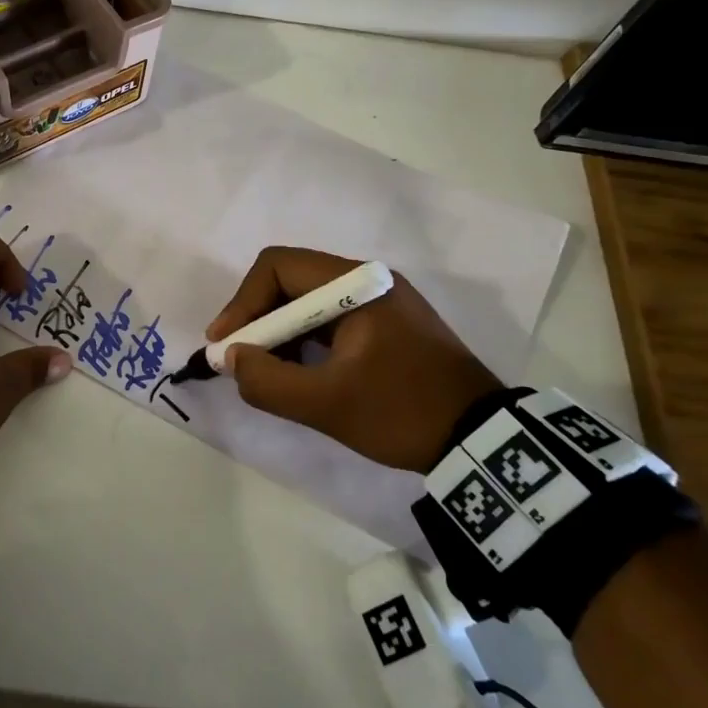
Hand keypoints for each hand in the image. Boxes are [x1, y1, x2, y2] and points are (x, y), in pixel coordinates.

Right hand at [207, 246, 499, 473]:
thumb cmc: (402, 413)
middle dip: (258, 319)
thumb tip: (230, 359)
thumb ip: (268, 381)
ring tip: (265, 371)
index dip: (242, 303)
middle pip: (290, 280)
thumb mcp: (327, 404)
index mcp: (356, 285)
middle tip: (239, 360)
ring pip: (308, 300)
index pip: (278, 267)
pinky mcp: (388, 323)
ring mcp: (381, 300)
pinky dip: (304, 340)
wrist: (482, 440)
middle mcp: (368, 280)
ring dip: (279, 331)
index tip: (225, 345)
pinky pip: (330, 318)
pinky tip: (298, 372)